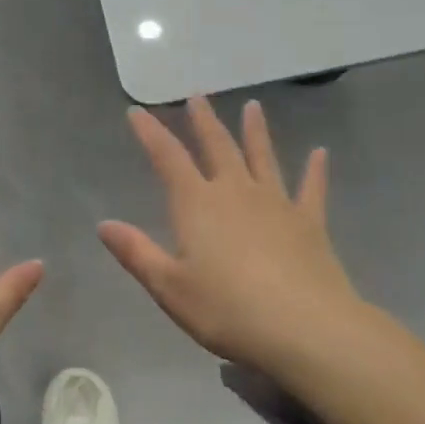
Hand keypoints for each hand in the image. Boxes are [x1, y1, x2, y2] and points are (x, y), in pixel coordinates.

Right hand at [99, 97, 367, 376]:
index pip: (168, 158)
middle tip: (198, 95)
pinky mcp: (309, 223)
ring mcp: (277, 204)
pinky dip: (315, 170)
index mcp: (197, 205)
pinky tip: (320, 154)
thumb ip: (137, 252)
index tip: (136, 112)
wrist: (304, 328)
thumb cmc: (227, 310)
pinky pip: (311, 189)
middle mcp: (236, 193)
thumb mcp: (169, 287)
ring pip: (263, 158)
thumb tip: (104, 224)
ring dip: (256, 132)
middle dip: (204, 121)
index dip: (150, 134)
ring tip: (253, 106)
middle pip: (217, 147)